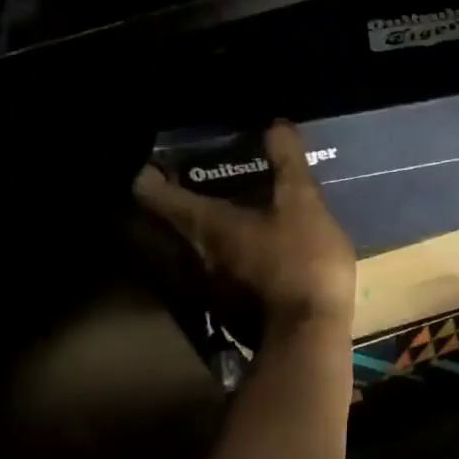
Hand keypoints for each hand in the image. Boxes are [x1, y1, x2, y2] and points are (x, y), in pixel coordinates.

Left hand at [133, 123, 355, 330]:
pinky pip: (204, 276)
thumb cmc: (301, 260)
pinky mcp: (223, 311)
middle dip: (166, 203)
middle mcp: (189, 256)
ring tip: (216, 218)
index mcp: (202, 224)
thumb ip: (287, 163)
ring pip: (180, 253)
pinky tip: (240, 256)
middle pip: (158, 225)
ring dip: (189, 234)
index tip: (159, 162)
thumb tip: (276, 124)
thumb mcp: (303, 204)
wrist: (308, 335)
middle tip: (188, 184)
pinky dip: (212, 260)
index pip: (151, 192)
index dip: (149, 173)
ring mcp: (203, 288)